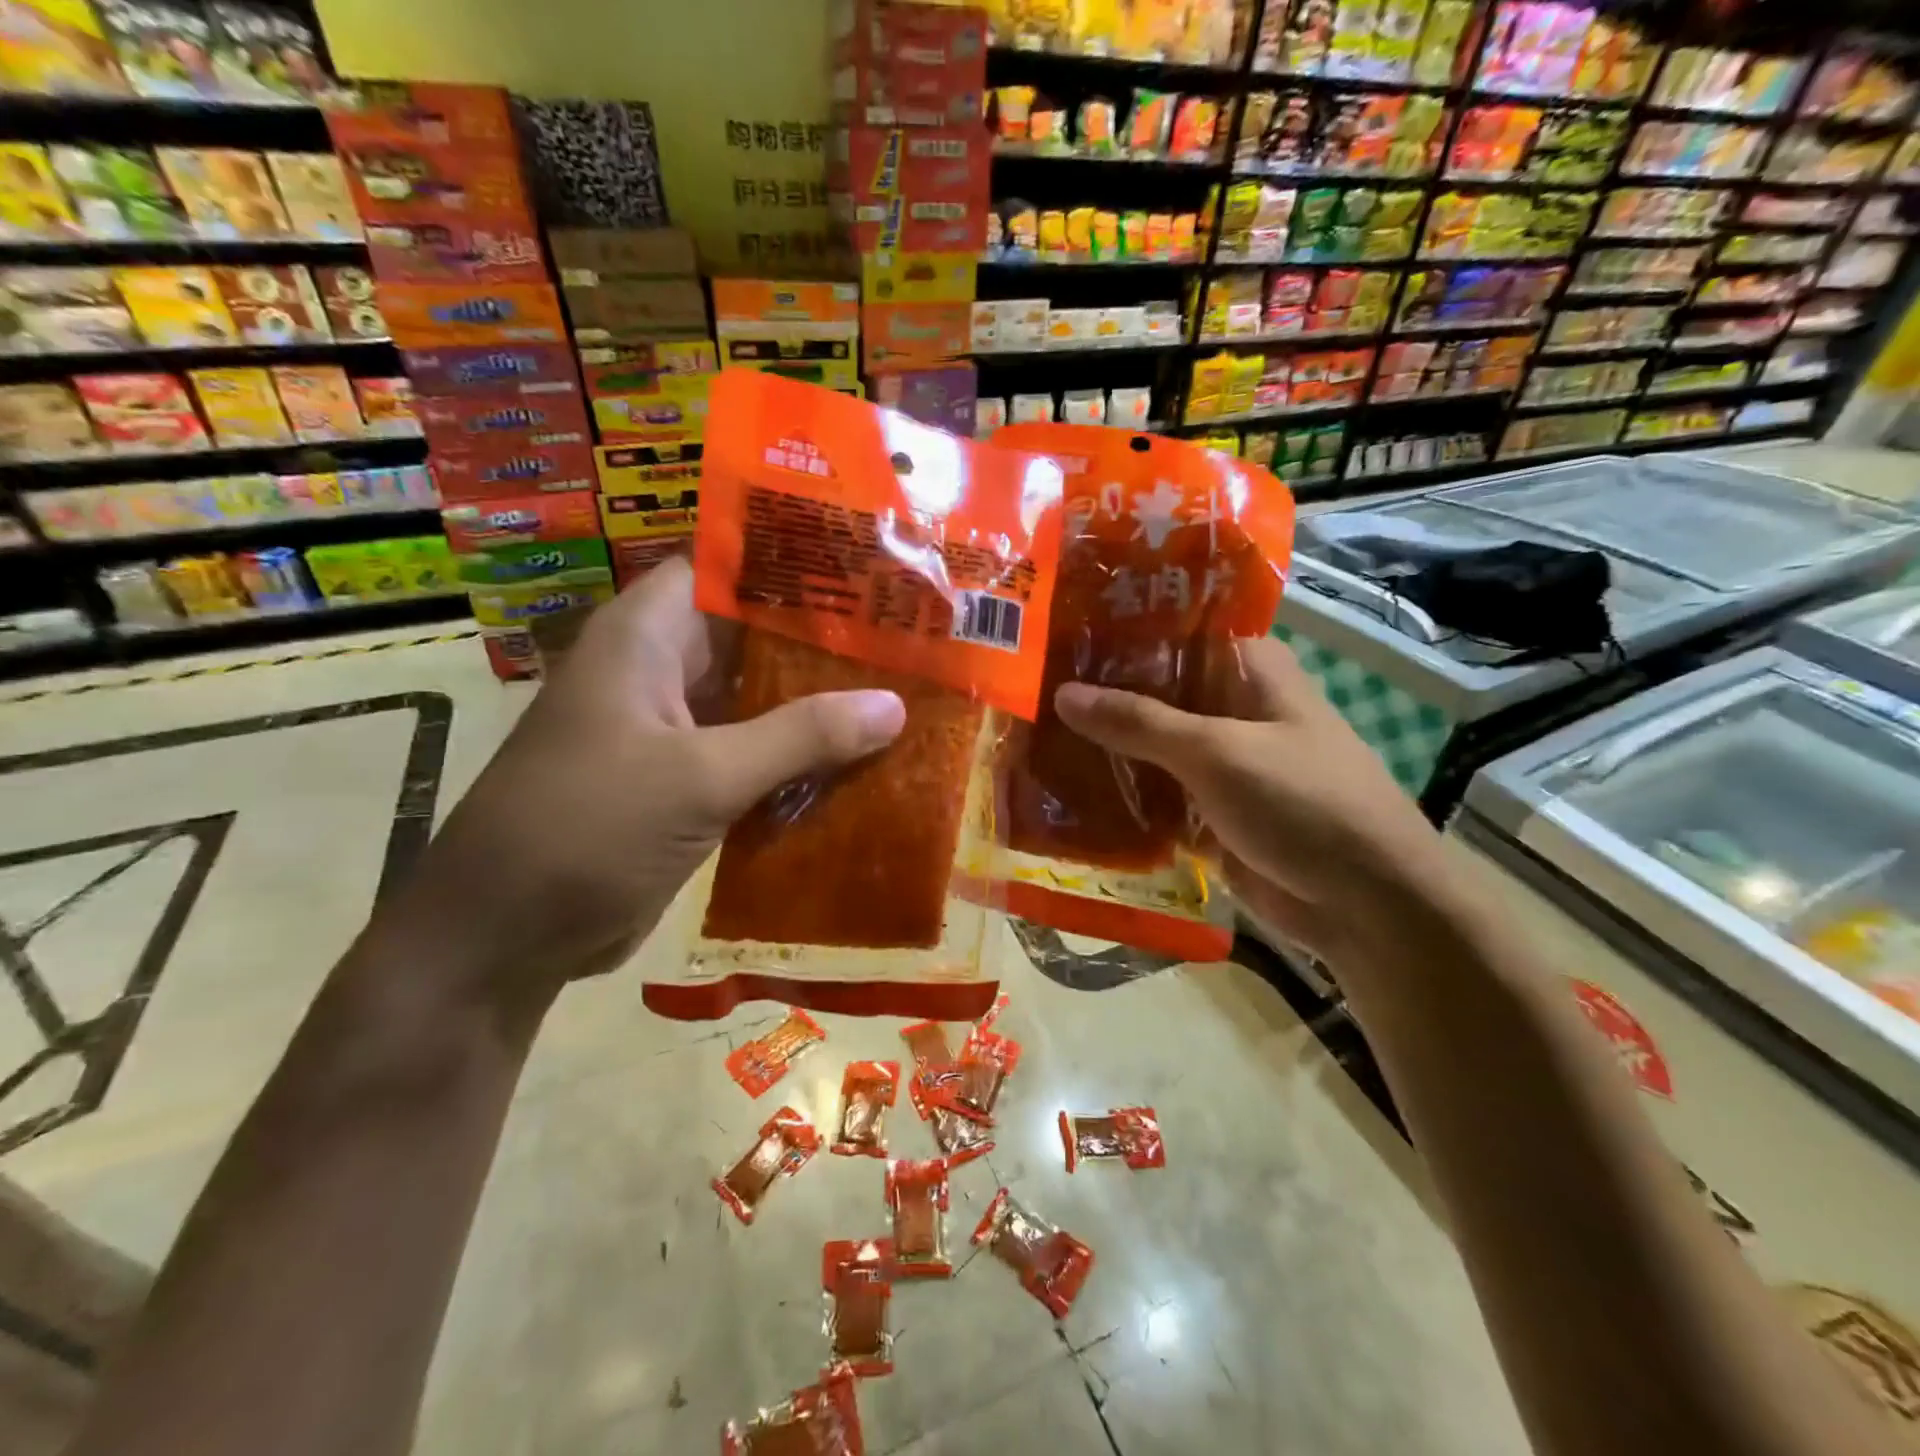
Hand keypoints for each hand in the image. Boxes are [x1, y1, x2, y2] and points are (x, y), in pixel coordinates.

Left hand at [377, 558, 906, 1003]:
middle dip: (824, 638)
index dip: (795, 560)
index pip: (726, 567)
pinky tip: (861, 761)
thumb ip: (800, 737)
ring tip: (902, 690)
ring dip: (818, 703)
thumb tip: (895, 705)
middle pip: (753, 635)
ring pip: (759, 698)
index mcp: (645, 636)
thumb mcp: (700, 776)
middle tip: (907, 635)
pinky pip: (754, 753)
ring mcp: (673, 729)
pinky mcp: (685, 781)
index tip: (871, 566)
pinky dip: (799, 757)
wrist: (505, 936)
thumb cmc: (587, 830)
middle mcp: (659, 670)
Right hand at [1052, 636, 1449, 960]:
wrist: (1367, 904)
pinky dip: (1118, 793)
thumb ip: (1139, 721)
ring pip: (1149, 744)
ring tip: (1030, 735)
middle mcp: (1231, 707)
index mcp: (1247, 670)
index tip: (1056, 630)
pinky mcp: (1209, 810)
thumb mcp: (1217, 752)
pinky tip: (1063, 791)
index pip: (1173, 630)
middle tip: (1027, 687)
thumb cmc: (1303, 803)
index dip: (1117, 629)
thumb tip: (1063, 693)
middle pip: (1153, 690)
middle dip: (1098, 694)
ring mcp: (1219, 762)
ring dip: (1102, 746)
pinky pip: (1154, 793)